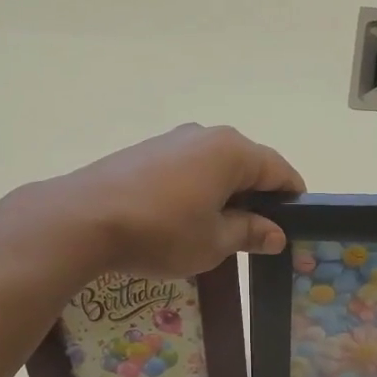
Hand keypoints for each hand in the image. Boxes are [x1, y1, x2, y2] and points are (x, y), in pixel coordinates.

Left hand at [61, 124, 305, 278]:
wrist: (83, 218)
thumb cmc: (162, 231)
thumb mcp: (214, 242)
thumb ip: (250, 232)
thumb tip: (275, 233)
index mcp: (232, 151)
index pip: (279, 170)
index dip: (291, 199)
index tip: (293, 227)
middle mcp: (205, 135)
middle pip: (246, 165)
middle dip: (256, 198)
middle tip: (254, 237)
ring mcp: (172, 140)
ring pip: (214, 167)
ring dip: (223, 195)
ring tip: (216, 233)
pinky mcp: (145, 152)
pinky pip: (186, 169)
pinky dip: (195, 191)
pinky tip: (182, 220)